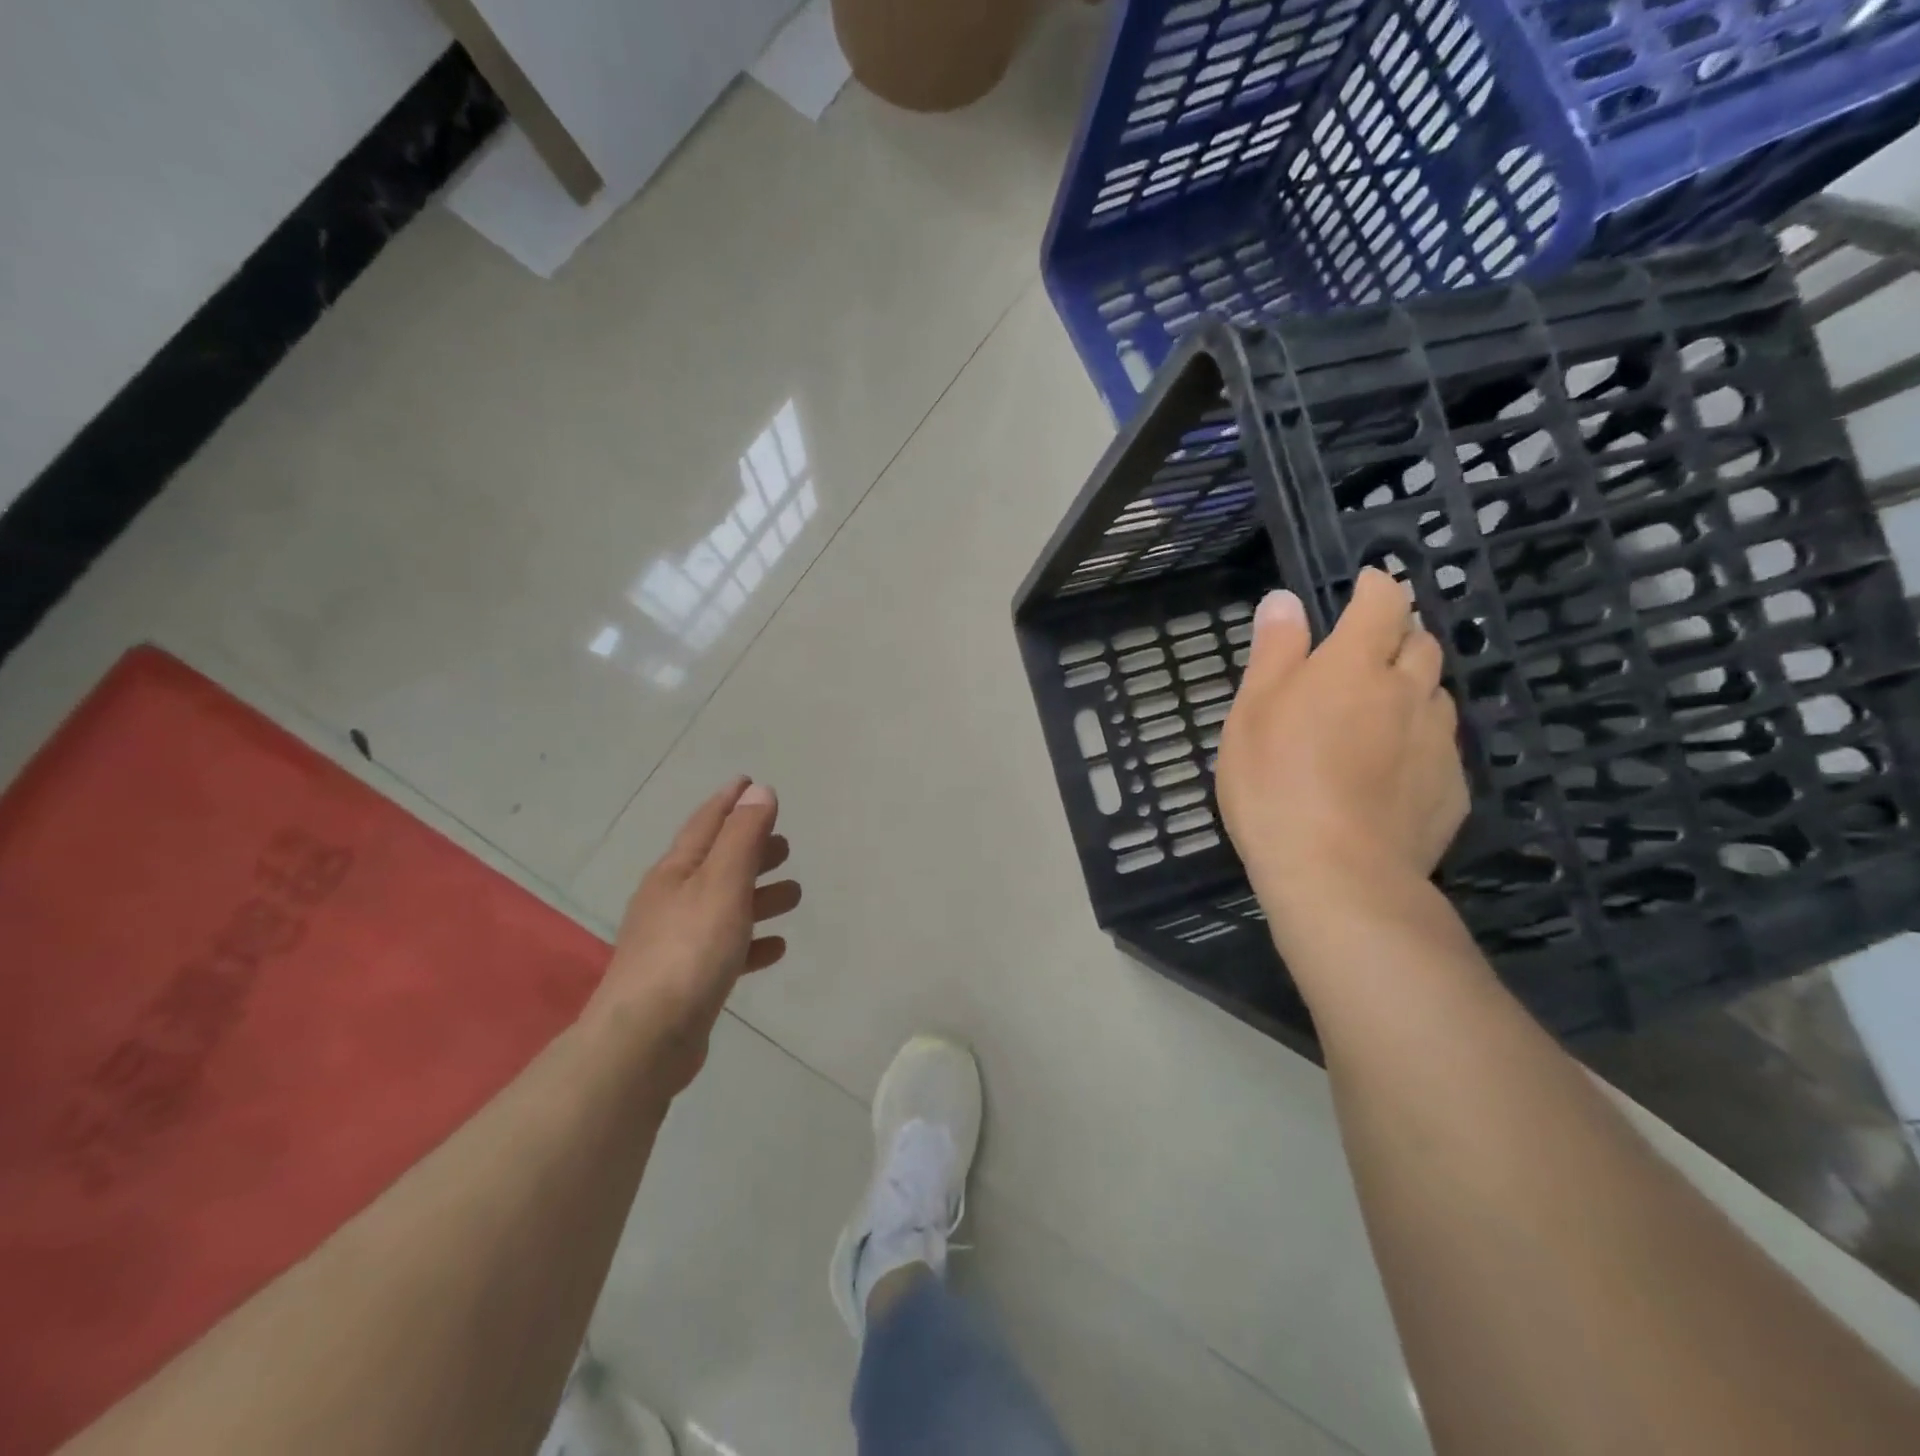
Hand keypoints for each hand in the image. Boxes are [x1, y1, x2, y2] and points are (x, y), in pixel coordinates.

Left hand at [587, 778, 800, 1093]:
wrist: (645, 1040)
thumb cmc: (689, 950)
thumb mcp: (722, 884)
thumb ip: (743, 838)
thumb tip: (758, 791)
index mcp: (675, 872)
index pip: (706, 823)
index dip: (730, 801)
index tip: (750, 782)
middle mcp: (671, 900)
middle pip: (716, 863)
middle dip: (750, 849)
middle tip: (785, 845)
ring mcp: (676, 942)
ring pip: (725, 906)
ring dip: (757, 895)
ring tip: (793, 895)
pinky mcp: (687, 980)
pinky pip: (727, 948)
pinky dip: (752, 940)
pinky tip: (775, 946)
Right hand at [1216, 569, 1468, 931]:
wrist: (1337, 874)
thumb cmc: (1275, 784)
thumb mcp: (1252, 713)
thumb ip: (1273, 652)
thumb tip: (1285, 600)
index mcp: (1354, 666)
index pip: (1382, 602)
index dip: (1375, 586)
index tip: (1363, 584)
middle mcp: (1408, 691)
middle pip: (1421, 643)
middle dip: (1399, 635)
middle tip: (1365, 654)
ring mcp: (1437, 741)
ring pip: (1436, 695)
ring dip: (1413, 687)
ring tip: (1379, 712)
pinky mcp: (1452, 788)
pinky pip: (1441, 746)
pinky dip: (1419, 739)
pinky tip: (1392, 770)